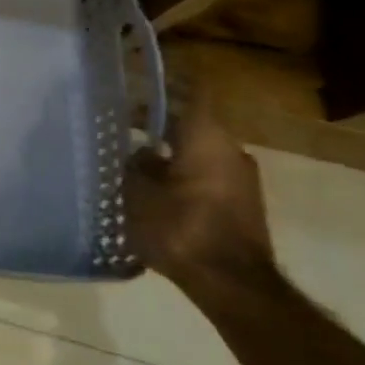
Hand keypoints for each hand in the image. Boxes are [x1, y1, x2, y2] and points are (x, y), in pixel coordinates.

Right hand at [125, 96, 279, 301]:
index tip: (139, 79)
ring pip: (199, 152)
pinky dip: (182, 175)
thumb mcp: (138, 193)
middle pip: (192, 123)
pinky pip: (207, 176)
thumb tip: (139, 153)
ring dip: (170, 153)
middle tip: (122, 126)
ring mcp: (242, 179)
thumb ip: (134, 165)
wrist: (232, 285)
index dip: (166, 81)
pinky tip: (156, 191)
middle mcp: (231, 149)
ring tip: (134, 162)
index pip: (191, 91)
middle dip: (158, 123)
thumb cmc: (180, 228)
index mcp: (207, 137)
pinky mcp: (242, 205)